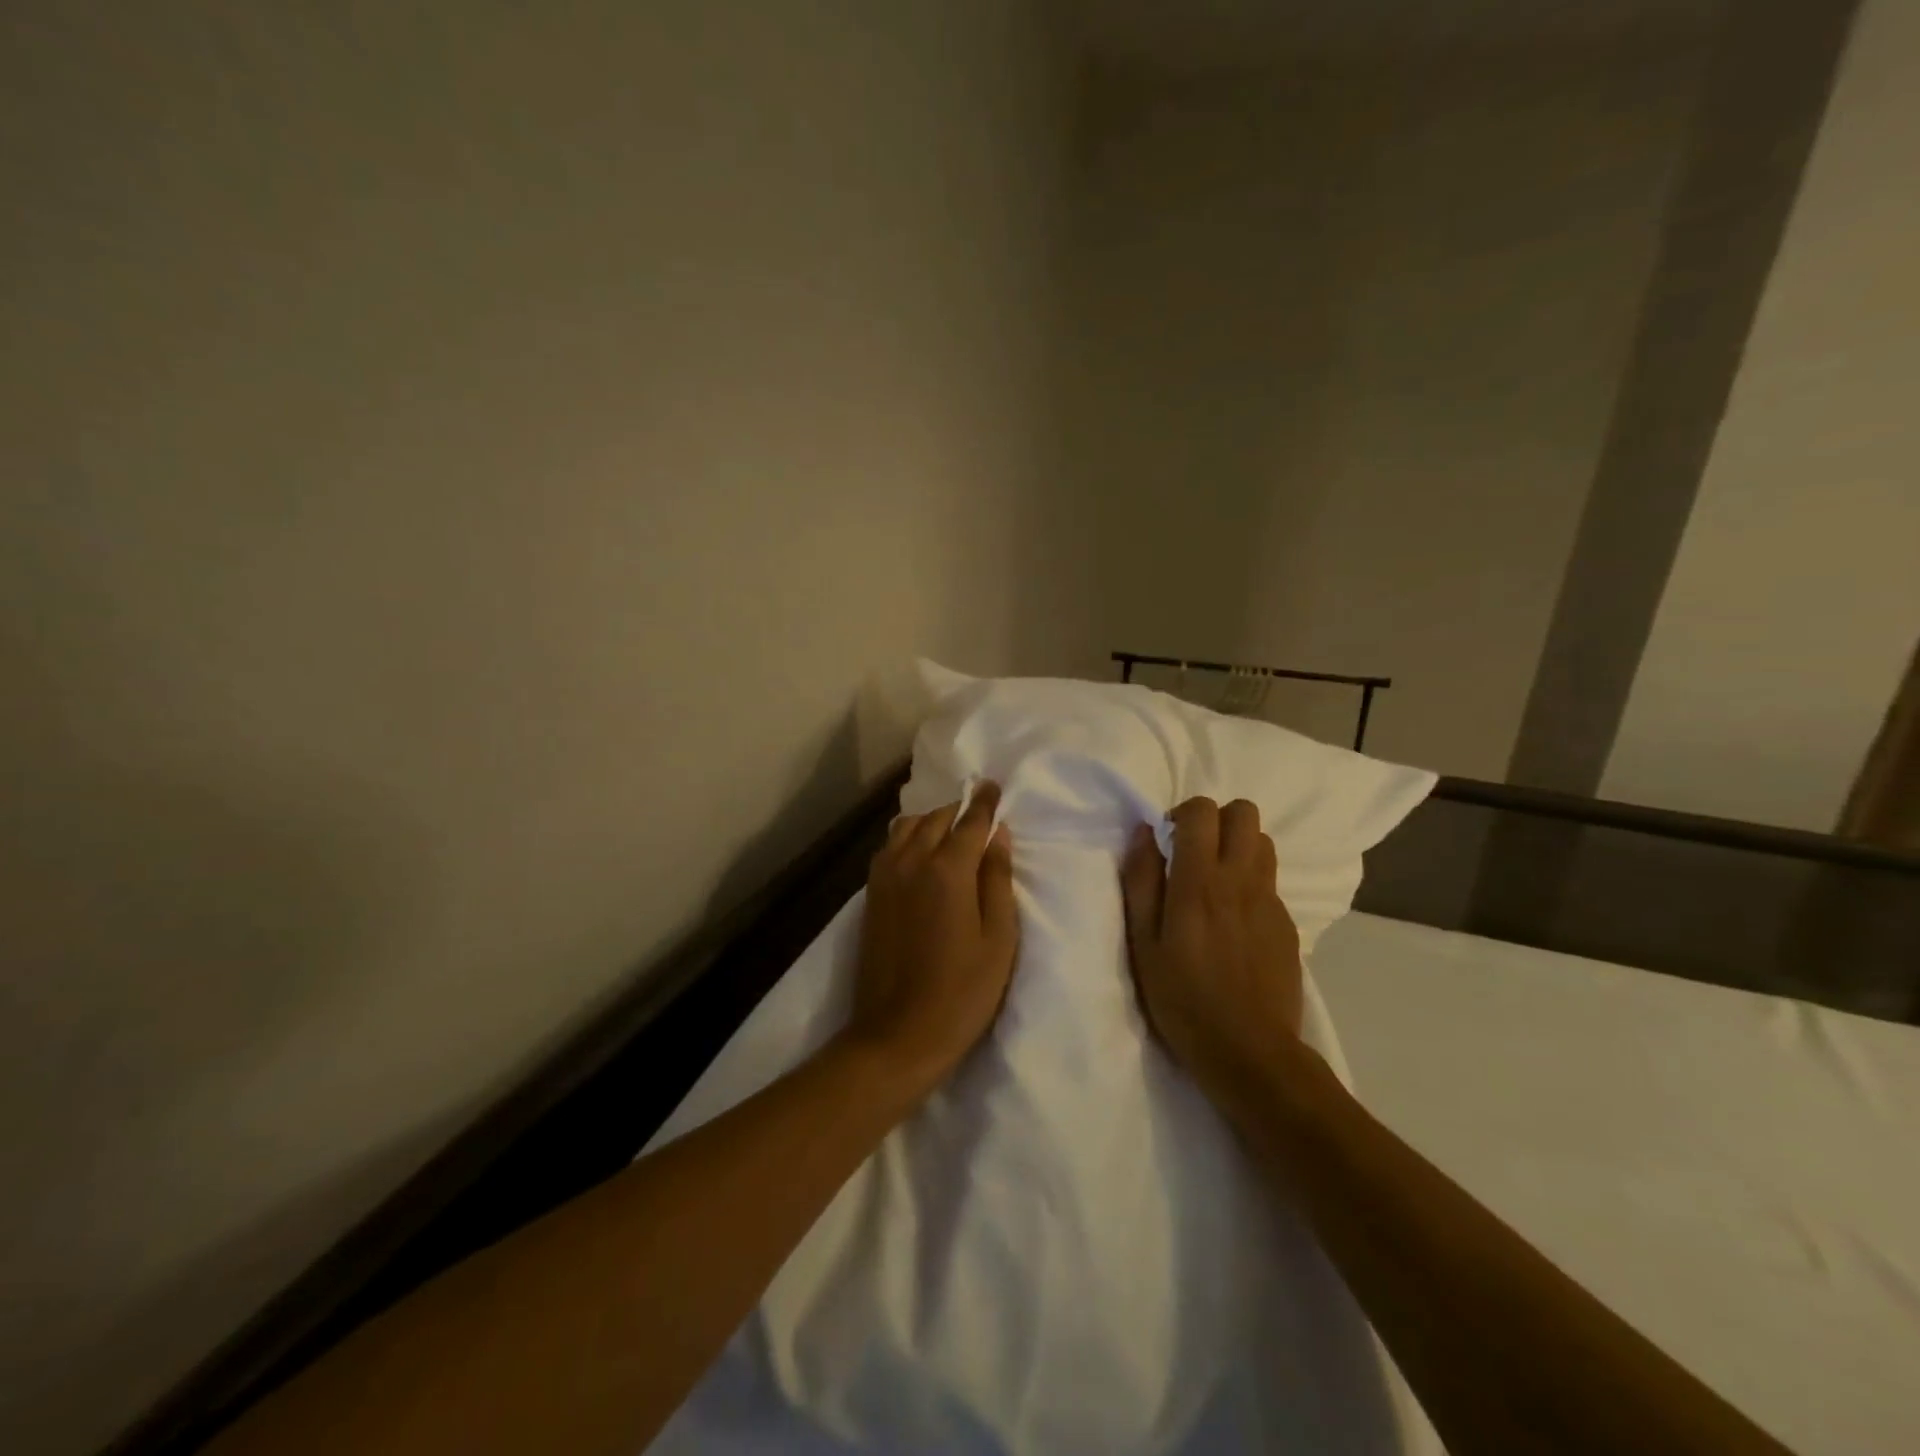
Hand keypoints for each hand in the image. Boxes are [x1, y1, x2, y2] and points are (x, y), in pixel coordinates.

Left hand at [844, 782, 1018, 1093]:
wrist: (897, 1035)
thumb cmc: (962, 993)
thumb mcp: (998, 939)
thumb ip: (998, 880)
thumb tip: (998, 836)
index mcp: (947, 870)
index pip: (970, 822)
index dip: (985, 802)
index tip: (994, 786)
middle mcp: (910, 862)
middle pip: (936, 819)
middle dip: (959, 810)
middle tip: (978, 812)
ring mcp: (884, 877)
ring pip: (907, 828)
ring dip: (931, 821)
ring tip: (949, 831)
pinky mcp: (870, 896)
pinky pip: (889, 847)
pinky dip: (908, 837)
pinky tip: (919, 852)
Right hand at [1120, 797, 1303, 1099]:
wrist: (1250, 1053)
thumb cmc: (1182, 999)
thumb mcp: (1143, 944)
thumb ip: (1141, 881)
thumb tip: (1143, 833)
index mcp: (1200, 882)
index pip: (1203, 811)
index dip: (1182, 814)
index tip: (1168, 842)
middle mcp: (1241, 880)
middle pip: (1244, 812)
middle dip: (1217, 820)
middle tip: (1195, 853)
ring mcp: (1270, 901)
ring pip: (1263, 842)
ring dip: (1238, 847)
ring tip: (1216, 882)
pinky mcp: (1288, 924)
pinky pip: (1270, 882)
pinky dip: (1251, 884)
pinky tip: (1234, 924)